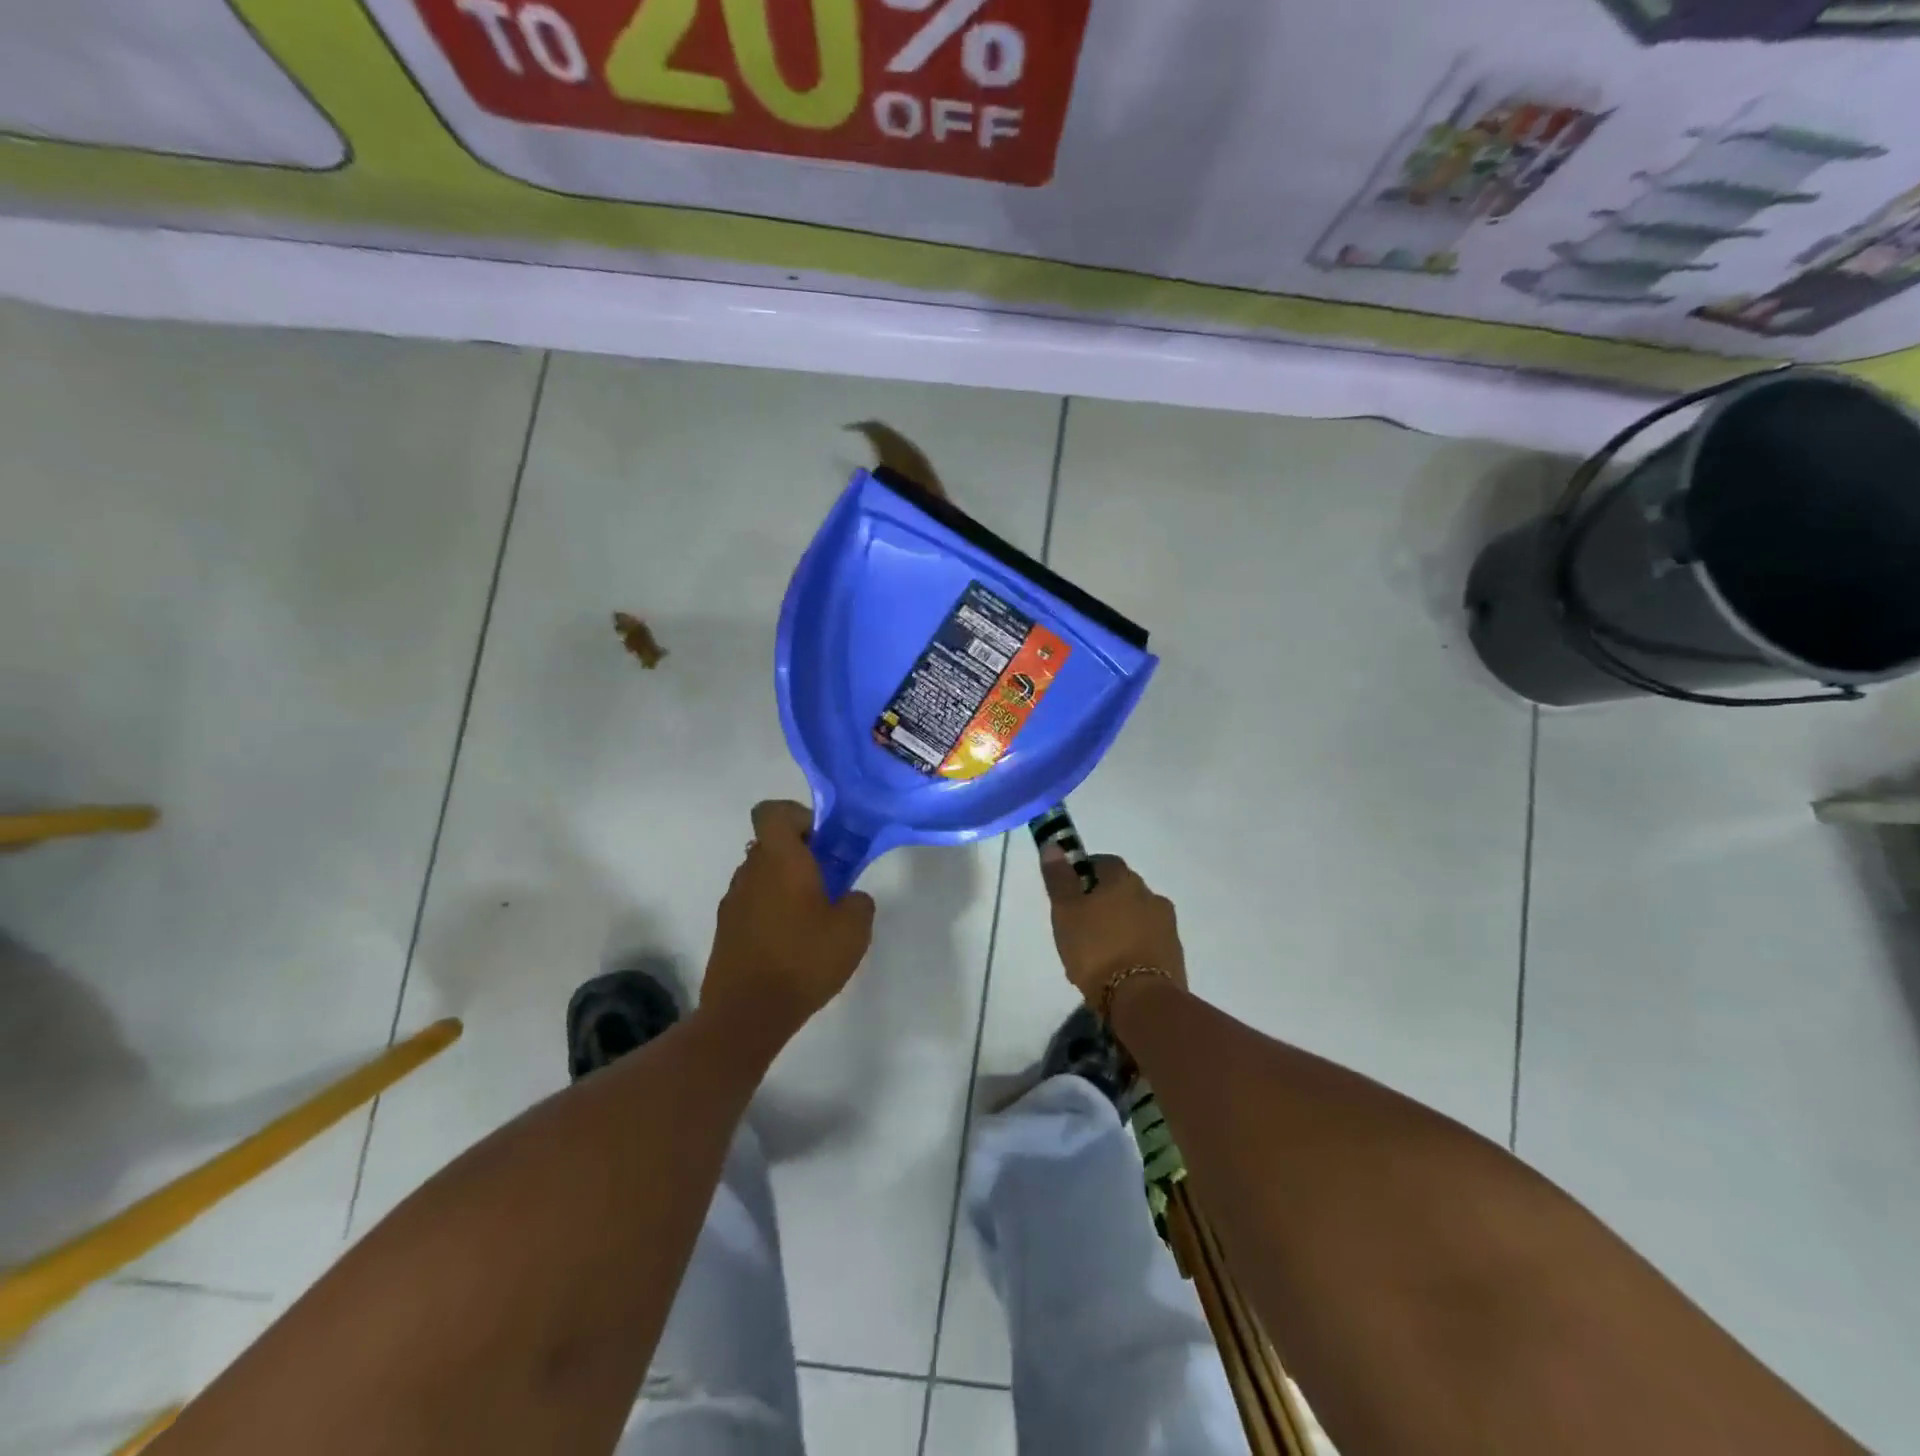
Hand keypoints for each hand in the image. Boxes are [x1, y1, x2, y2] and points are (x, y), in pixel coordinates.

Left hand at [703, 800, 875, 1038]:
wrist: (747, 1014)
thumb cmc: (803, 959)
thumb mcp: (853, 929)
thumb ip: (858, 902)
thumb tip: (850, 897)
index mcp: (779, 859)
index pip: (773, 811)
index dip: (798, 816)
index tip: (823, 842)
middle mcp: (749, 871)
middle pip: (772, 844)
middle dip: (801, 856)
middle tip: (830, 884)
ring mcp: (732, 902)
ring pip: (762, 876)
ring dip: (786, 886)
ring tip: (813, 920)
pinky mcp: (725, 931)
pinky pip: (753, 905)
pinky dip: (772, 912)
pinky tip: (793, 944)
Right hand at [1040, 849, 1187, 1012]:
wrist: (1142, 1000)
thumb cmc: (1096, 949)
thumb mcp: (1066, 912)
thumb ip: (1059, 878)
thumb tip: (1054, 845)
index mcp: (1125, 879)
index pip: (1104, 863)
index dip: (1084, 874)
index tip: (1070, 895)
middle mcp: (1151, 895)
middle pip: (1122, 890)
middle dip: (1103, 902)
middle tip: (1081, 926)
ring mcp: (1167, 925)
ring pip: (1137, 916)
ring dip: (1121, 925)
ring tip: (1099, 952)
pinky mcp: (1175, 954)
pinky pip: (1148, 941)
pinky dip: (1134, 947)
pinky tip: (1119, 968)